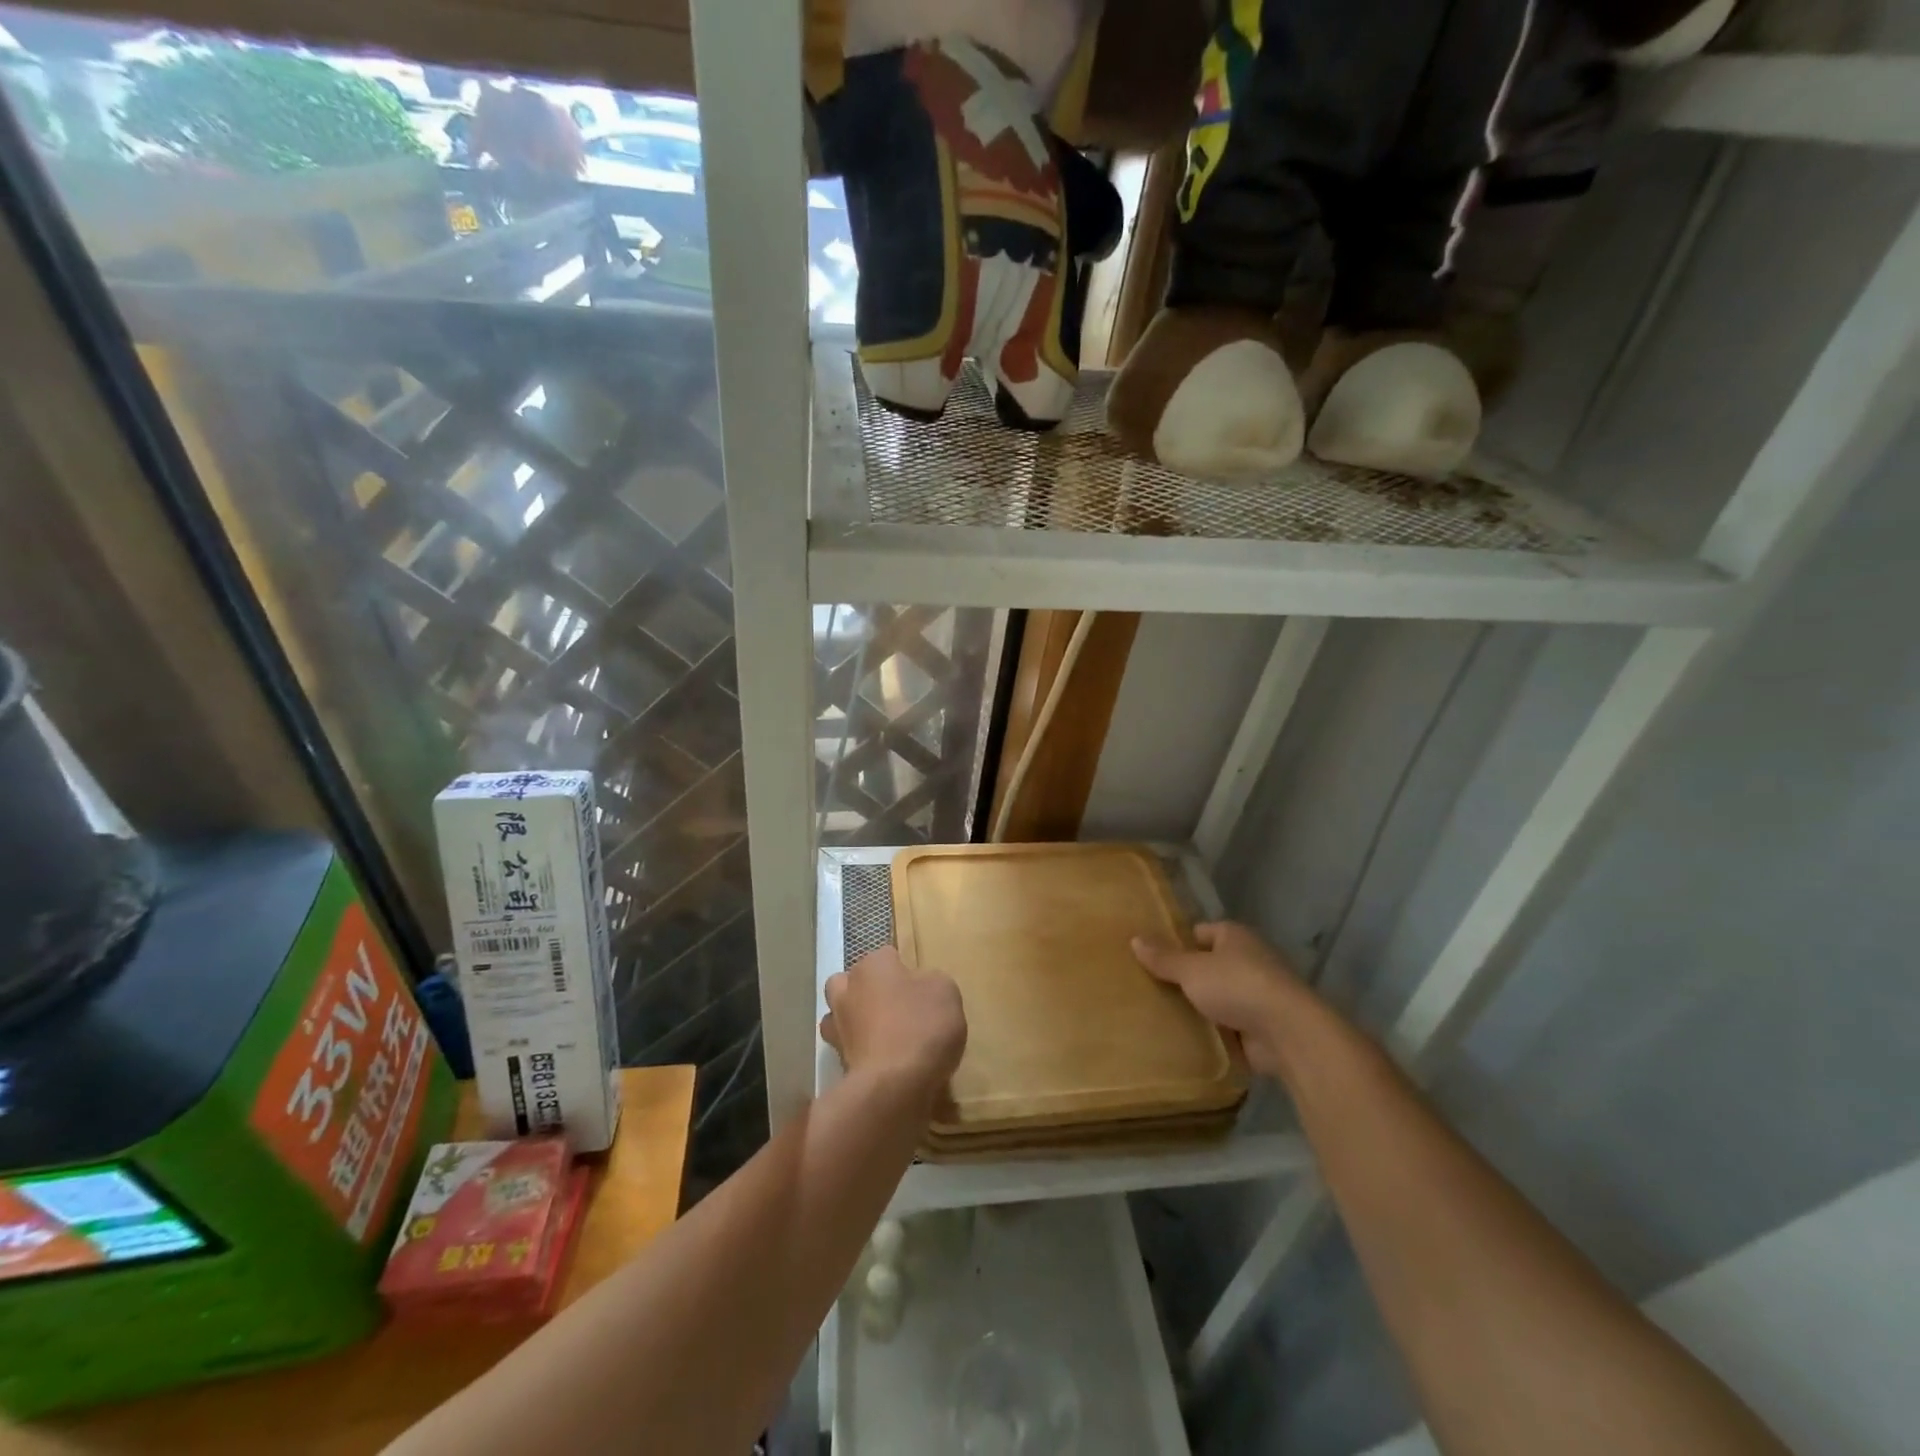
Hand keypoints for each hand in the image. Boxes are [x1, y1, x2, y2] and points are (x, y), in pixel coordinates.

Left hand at [821, 946, 966, 1102]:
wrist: (893, 1086)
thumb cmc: (922, 1026)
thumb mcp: (946, 992)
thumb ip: (930, 982)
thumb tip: (919, 987)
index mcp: (872, 965)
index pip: (886, 956)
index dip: (903, 970)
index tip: (920, 988)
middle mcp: (847, 990)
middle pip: (851, 982)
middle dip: (866, 992)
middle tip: (895, 1008)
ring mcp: (837, 1028)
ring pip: (842, 1017)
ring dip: (857, 1023)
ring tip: (885, 1038)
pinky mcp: (837, 1062)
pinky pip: (850, 1051)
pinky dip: (862, 1054)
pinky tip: (884, 1064)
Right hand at [1132, 921, 1314, 1078]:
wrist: (1288, 1033)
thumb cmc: (1237, 986)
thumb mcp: (1192, 969)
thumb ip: (1164, 958)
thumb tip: (1134, 938)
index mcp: (1234, 936)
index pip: (1200, 932)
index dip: (1177, 943)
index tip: (1152, 958)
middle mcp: (1249, 959)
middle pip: (1209, 965)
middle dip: (1186, 977)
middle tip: (1150, 988)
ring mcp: (1258, 994)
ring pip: (1218, 996)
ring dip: (1200, 1006)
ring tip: (1162, 1014)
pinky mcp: (1262, 1025)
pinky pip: (1229, 1025)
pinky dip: (1214, 1031)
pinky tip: (1187, 1038)